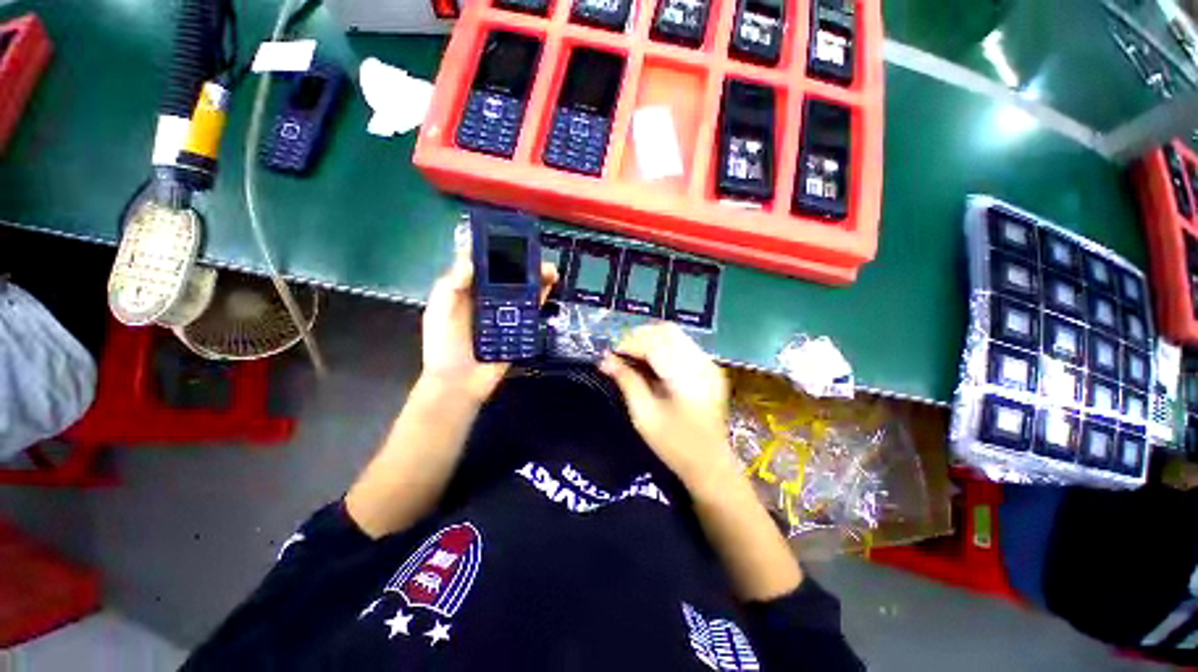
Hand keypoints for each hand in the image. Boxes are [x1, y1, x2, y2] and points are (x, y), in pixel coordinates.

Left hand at [421, 252, 556, 400]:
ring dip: (536, 277)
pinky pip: (532, 310)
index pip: (482, 264)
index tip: (508, 236)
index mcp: (467, 291)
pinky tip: (551, 285)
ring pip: (523, 290)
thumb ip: (451, 285)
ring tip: (550, 268)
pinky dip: (542, 297)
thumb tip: (472, 259)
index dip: (494, 249)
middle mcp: (488, 299)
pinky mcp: (519, 329)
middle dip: (522, 262)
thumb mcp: (439, 311)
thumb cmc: (444, 346)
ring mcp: (505, 314)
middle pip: (507, 275)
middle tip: (536, 253)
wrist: (459, 383)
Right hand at [600, 323, 738, 494]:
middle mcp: (702, 363)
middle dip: (639, 337)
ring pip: (674, 334)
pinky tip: (651, 363)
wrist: (710, 464)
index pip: (654, 343)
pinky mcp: (710, 368)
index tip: (611, 355)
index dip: (629, 344)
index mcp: (686, 378)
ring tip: (633, 357)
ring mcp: (709, 364)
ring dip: (650, 340)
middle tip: (621, 354)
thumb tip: (605, 360)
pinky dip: (662, 347)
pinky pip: (682, 344)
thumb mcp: (644, 415)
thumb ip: (626, 381)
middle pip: (666, 331)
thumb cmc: (674, 445)